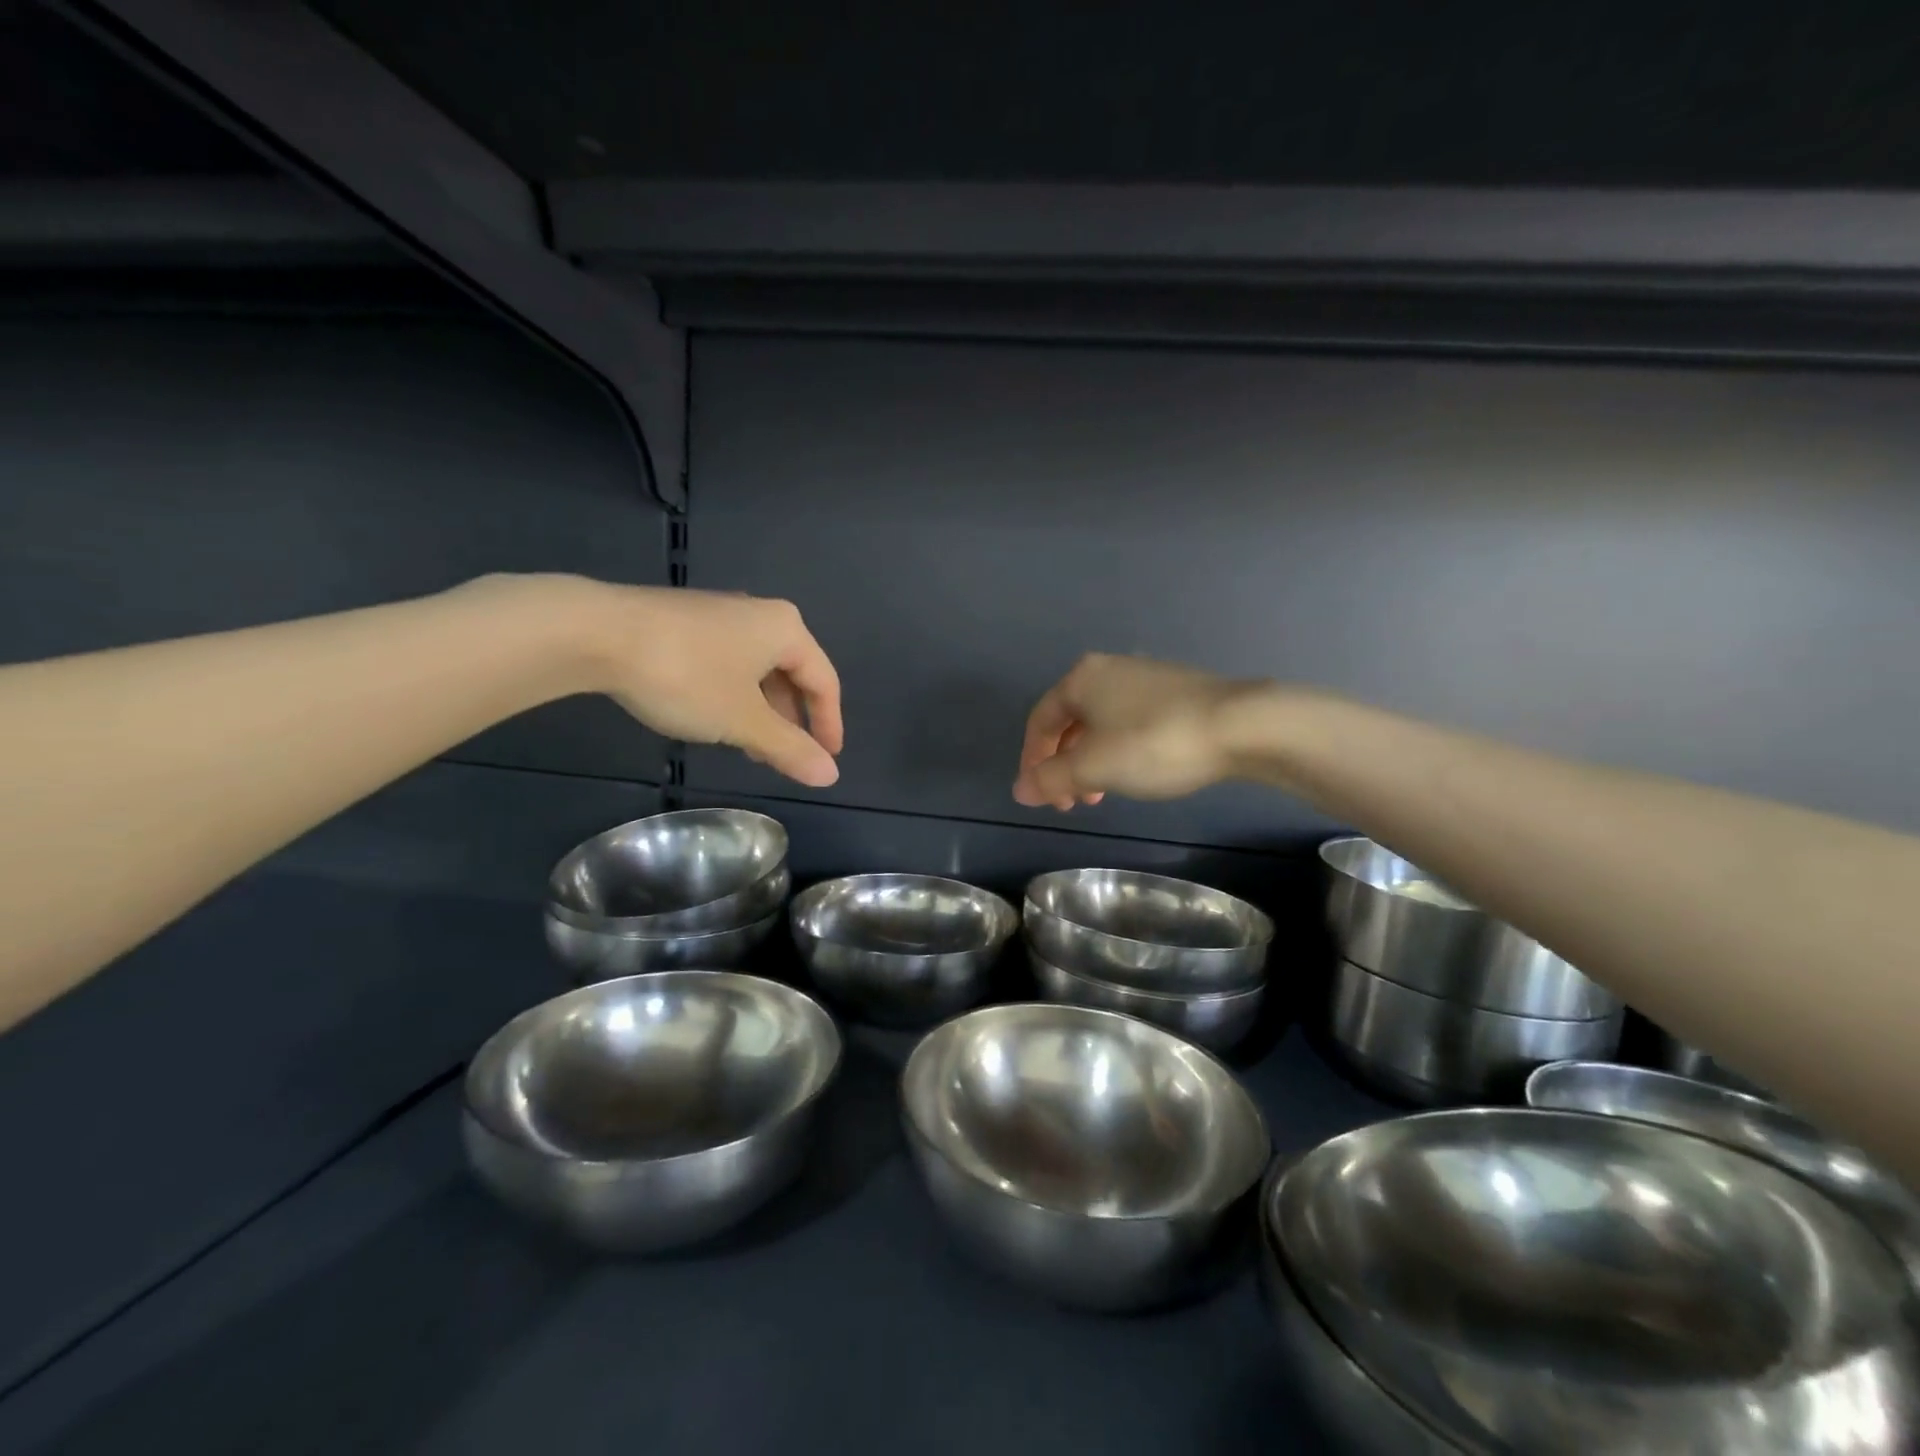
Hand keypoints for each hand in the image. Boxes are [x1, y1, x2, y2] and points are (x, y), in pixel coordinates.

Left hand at [590, 585, 843, 787]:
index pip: (824, 682)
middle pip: (792, 674)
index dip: (828, 725)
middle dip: (791, 721)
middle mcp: (759, 614)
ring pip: (757, 670)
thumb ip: (789, 749)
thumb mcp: (743, 721)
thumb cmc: (687, 676)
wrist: (597, 633)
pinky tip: (713, 718)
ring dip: (761, 712)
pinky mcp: (686, 621)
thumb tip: (830, 775)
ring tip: (749, 747)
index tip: (826, 760)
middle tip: (784, 758)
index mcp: (786, 629)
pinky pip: (728, 662)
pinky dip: (733, 695)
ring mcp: (720, 614)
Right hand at [1014, 653, 1265, 809]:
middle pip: (1070, 722)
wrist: (1241, 724)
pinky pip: (1130, 721)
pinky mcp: (1176, 689)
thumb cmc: (1154, 743)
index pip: (1040, 721)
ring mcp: (1145, 676)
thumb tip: (1020, 790)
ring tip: (1102, 795)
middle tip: (1072, 801)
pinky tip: (1137, 772)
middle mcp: (1108, 669)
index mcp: (1081, 678)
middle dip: (1065, 765)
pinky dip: (1119, 750)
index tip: (1040, 796)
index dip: (1032, 760)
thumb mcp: (1094, 767)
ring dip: (1092, 762)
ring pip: (1101, 724)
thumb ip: (1051, 779)